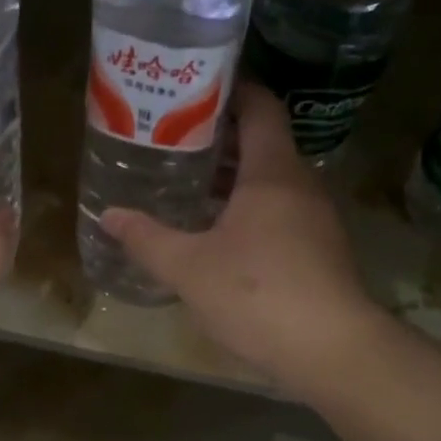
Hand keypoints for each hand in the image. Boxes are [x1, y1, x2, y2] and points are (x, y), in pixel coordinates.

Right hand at [99, 83, 378, 399]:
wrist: (332, 351)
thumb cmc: (257, 294)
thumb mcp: (188, 268)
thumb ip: (146, 238)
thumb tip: (108, 215)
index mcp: (272, 172)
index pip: (259, 107)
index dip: (230, 90)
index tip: (192, 89)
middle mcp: (300, 184)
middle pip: (262, 142)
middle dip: (219, 137)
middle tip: (172, 139)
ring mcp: (315, 218)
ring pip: (270, 180)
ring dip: (232, 177)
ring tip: (187, 182)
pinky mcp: (319, 248)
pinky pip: (280, 209)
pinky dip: (248, 207)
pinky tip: (217, 231)